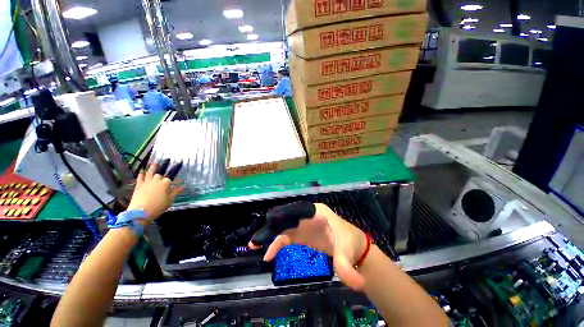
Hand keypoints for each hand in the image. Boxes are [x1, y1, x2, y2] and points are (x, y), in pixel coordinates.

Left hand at [127, 163, 183, 220]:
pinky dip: (141, 174)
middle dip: (162, 176)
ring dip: (152, 168)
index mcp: (165, 184)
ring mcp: (146, 182)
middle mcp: (156, 180)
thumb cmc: (158, 207)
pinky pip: (140, 177)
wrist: (140, 212)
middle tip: (164, 178)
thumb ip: (175, 192)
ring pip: (149, 172)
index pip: (170, 179)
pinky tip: (142, 171)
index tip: (178, 181)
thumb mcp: (169, 200)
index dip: (174, 180)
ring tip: (155, 163)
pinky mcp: (138, 185)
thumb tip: (183, 186)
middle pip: (159, 175)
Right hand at [249, 203, 367, 289]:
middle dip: (272, 226)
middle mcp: (307, 215)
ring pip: (283, 227)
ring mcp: (303, 224)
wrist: (352, 247)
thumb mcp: (348, 252)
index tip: (272, 224)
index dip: (285, 215)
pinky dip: (277, 244)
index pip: (299, 210)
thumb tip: (353, 284)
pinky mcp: (301, 234)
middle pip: (287, 217)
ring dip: (270, 235)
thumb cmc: (350, 243)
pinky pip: (285, 237)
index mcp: (318, 212)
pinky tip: (269, 254)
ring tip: (254, 245)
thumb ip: (346, 266)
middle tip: (257, 239)